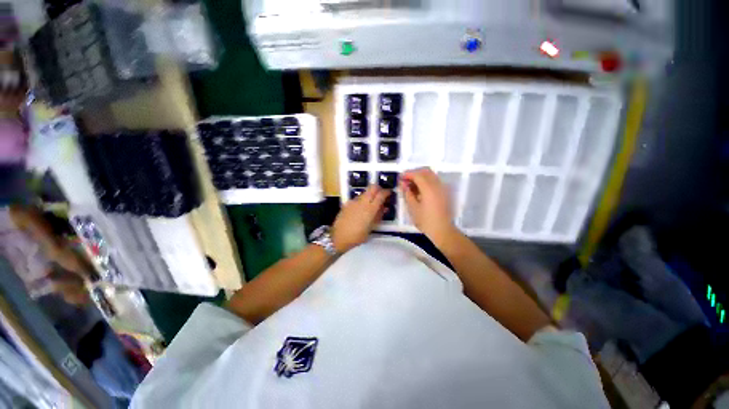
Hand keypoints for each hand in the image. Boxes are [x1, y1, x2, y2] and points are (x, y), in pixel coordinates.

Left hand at [332, 185, 390, 252]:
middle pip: (372, 187)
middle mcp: (362, 202)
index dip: (386, 192)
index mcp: (370, 209)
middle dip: (378, 189)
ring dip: (370, 194)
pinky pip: (357, 198)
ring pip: (364, 192)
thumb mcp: (371, 228)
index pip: (381, 194)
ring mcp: (353, 201)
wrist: (338, 237)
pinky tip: (361, 210)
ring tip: (371, 204)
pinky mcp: (347, 203)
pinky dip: (362, 200)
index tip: (389, 193)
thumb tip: (384, 207)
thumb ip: (379, 216)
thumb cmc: (358, 236)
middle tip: (381, 195)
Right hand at [401, 167, 457, 244]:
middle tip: (405, 180)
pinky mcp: (445, 193)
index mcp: (429, 189)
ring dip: (421, 177)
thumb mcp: (412, 208)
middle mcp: (437, 185)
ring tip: (411, 185)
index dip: (408, 174)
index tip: (400, 178)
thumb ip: (407, 193)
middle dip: (414, 173)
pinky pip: (435, 181)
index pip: (417, 175)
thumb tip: (403, 184)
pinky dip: (426, 181)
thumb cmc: (425, 221)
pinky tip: (420, 190)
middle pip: (426, 171)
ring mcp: (443, 188)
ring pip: (431, 175)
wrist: (442, 230)